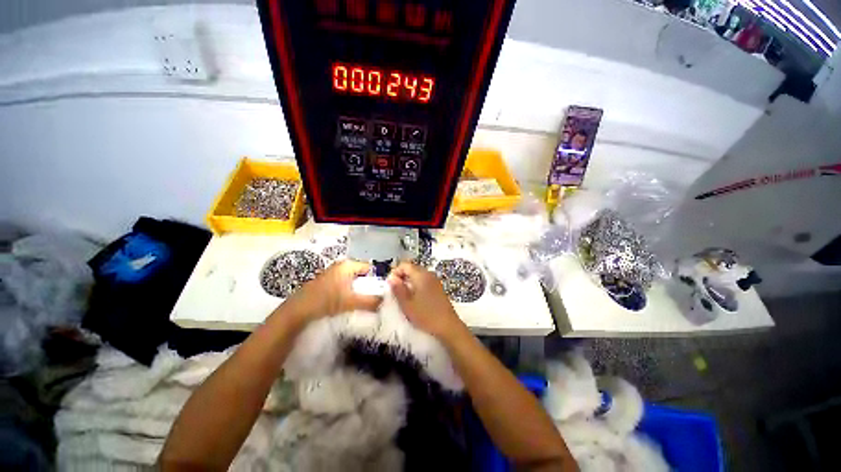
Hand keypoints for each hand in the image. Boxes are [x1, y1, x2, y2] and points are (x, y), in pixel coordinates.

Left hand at [282, 260, 381, 325]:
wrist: (298, 310)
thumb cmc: (326, 300)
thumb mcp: (351, 302)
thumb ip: (370, 302)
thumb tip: (384, 302)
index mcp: (347, 265)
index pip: (369, 268)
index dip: (375, 279)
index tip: (378, 291)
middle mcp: (340, 266)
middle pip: (360, 274)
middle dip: (366, 286)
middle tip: (371, 298)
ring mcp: (332, 273)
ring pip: (351, 281)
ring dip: (357, 291)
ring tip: (360, 303)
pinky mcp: (326, 282)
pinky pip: (343, 285)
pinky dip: (347, 293)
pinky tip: (347, 304)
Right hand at [387, 262, 467, 341]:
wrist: (448, 326)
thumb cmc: (426, 315)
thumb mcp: (407, 304)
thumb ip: (398, 289)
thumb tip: (391, 278)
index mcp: (421, 275)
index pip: (405, 265)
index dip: (395, 272)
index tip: (390, 284)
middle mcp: (429, 274)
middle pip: (412, 268)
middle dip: (402, 276)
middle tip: (395, 290)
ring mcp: (435, 280)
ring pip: (418, 274)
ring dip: (409, 281)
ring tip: (404, 295)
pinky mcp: (438, 287)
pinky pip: (424, 280)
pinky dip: (417, 285)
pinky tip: (415, 297)